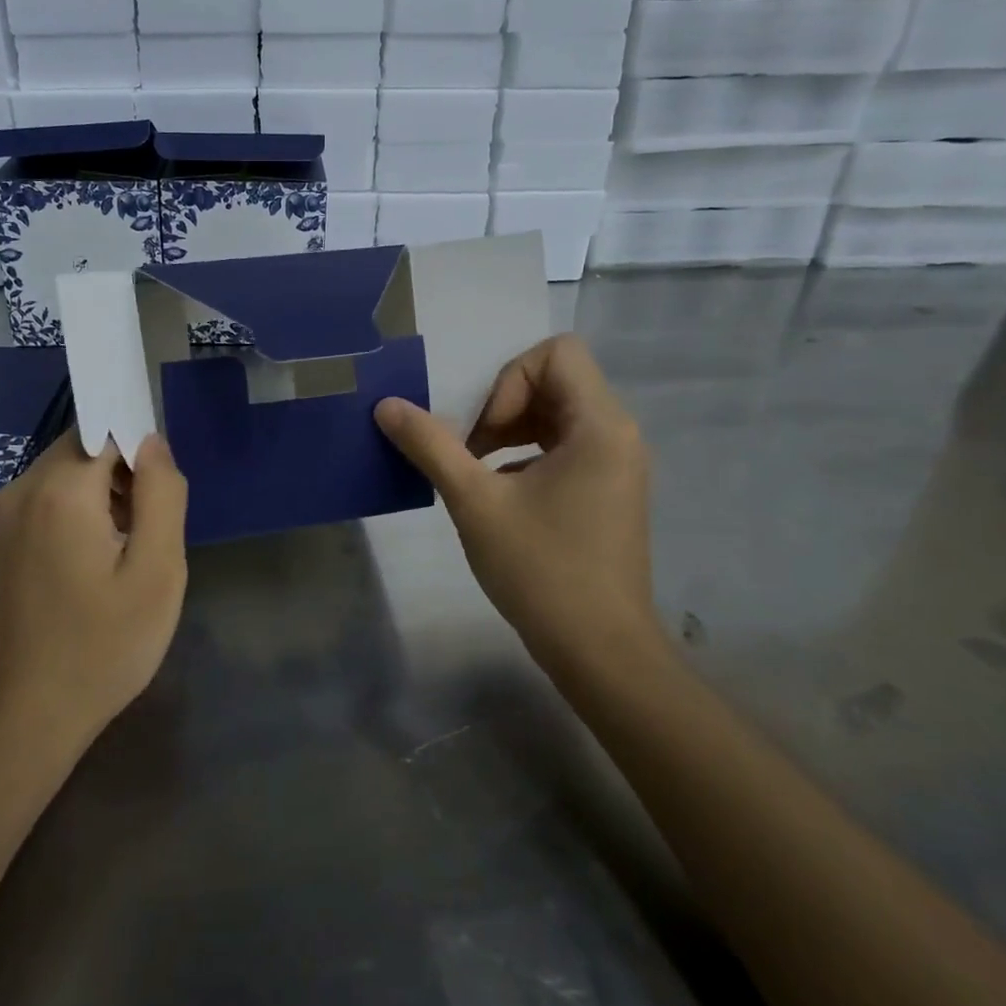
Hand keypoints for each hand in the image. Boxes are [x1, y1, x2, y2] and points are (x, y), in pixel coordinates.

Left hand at [0, 431, 188, 755]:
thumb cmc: (100, 649)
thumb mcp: (156, 573)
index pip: (106, 428)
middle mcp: (19, 491)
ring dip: (100, 496)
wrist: (18, 723)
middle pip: (82, 449)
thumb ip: (162, 495)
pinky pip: (44, 504)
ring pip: (63, 476)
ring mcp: (0, 519)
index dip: (141, 451)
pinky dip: (75, 515)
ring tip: (125, 554)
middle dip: (122, 474)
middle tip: (149, 532)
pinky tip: (92, 567)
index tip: (161, 497)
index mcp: (59, 490)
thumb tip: (153, 442)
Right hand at [374, 334, 663, 681]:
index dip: (509, 380)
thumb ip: (430, 446)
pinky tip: (502, 495)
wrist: (601, 652)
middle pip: (557, 380)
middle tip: (472, 451)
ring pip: (560, 414)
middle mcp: (618, 435)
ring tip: (480, 472)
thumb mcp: (475, 502)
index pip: (557, 353)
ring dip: (512, 430)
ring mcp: (618, 465)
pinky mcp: (610, 491)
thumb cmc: (542, 571)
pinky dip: (529, 454)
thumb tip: (387, 406)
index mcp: (600, 426)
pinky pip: (568, 446)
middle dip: (504, 406)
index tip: (486, 433)